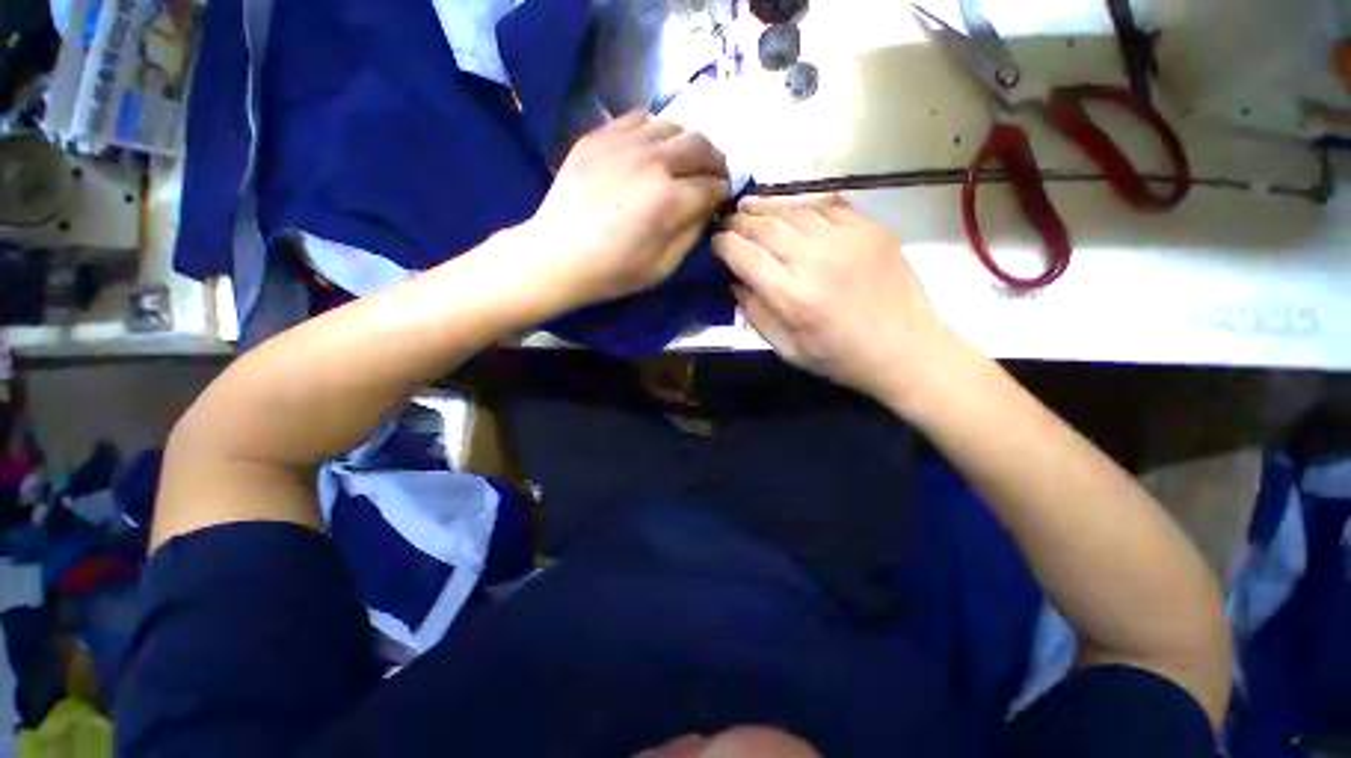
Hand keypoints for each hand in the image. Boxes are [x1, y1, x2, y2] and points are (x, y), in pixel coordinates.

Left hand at [520, 111, 729, 309]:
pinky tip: (652, 148)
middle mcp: (653, 161)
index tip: (721, 199)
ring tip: (684, 161)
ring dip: (688, 143)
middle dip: (715, 161)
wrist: (558, 255)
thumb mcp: (663, 267)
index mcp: (670, 199)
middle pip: (701, 145)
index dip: (723, 193)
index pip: (713, 185)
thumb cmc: (613, 270)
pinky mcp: (600, 136)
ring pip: (673, 125)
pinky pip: (639, 117)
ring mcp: (624, 143)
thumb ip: (691, 234)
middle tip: (712, 175)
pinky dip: (656, 129)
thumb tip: (707, 209)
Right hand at [713, 195, 951, 401]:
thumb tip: (734, 282)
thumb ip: (756, 314)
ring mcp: (846, 239)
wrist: (905, 348)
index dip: (723, 245)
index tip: (715, 243)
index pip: (744, 255)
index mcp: (793, 297)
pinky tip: (791, 208)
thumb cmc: (840, 358)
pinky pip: (827, 204)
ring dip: (766, 207)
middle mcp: (815, 260)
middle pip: (764, 227)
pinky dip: (802, 204)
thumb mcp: (787, 349)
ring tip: (750, 207)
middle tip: (729, 222)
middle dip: (740, 222)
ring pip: (793, 210)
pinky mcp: (869, 228)